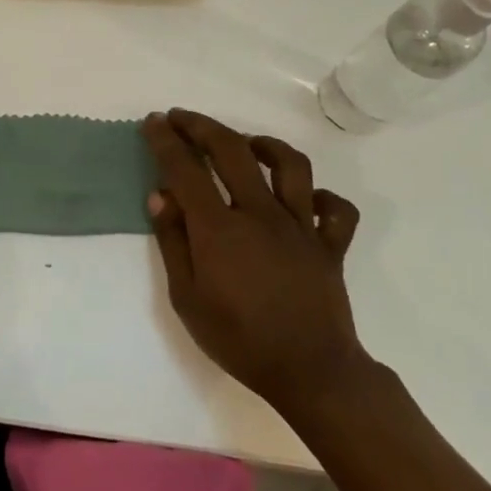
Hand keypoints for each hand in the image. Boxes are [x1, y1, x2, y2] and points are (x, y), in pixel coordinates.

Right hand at [142, 109, 366, 415]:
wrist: (309, 373)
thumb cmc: (239, 340)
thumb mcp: (186, 299)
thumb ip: (172, 242)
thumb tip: (160, 196)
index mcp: (220, 228)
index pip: (186, 169)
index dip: (166, 140)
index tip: (154, 121)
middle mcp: (260, 214)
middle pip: (232, 151)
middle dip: (203, 127)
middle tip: (182, 118)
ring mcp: (301, 226)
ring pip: (290, 165)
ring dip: (264, 145)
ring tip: (246, 144)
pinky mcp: (330, 244)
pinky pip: (336, 209)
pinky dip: (322, 197)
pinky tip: (304, 199)